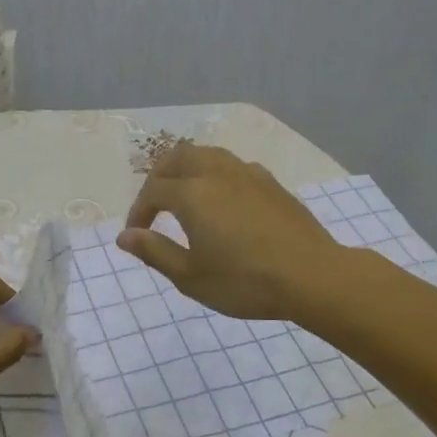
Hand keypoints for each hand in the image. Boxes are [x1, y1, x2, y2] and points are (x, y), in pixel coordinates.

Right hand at [118, 144, 343, 319]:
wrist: (312, 277)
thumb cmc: (244, 281)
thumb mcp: (190, 276)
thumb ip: (154, 252)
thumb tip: (125, 236)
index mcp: (192, 194)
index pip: (153, 190)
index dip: (139, 210)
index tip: (137, 234)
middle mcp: (217, 173)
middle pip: (178, 157)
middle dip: (159, 177)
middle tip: (154, 205)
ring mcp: (249, 174)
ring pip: (208, 154)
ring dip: (188, 170)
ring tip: (185, 197)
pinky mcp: (272, 184)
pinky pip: (234, 166)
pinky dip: (216, 175)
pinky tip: (223, 202)